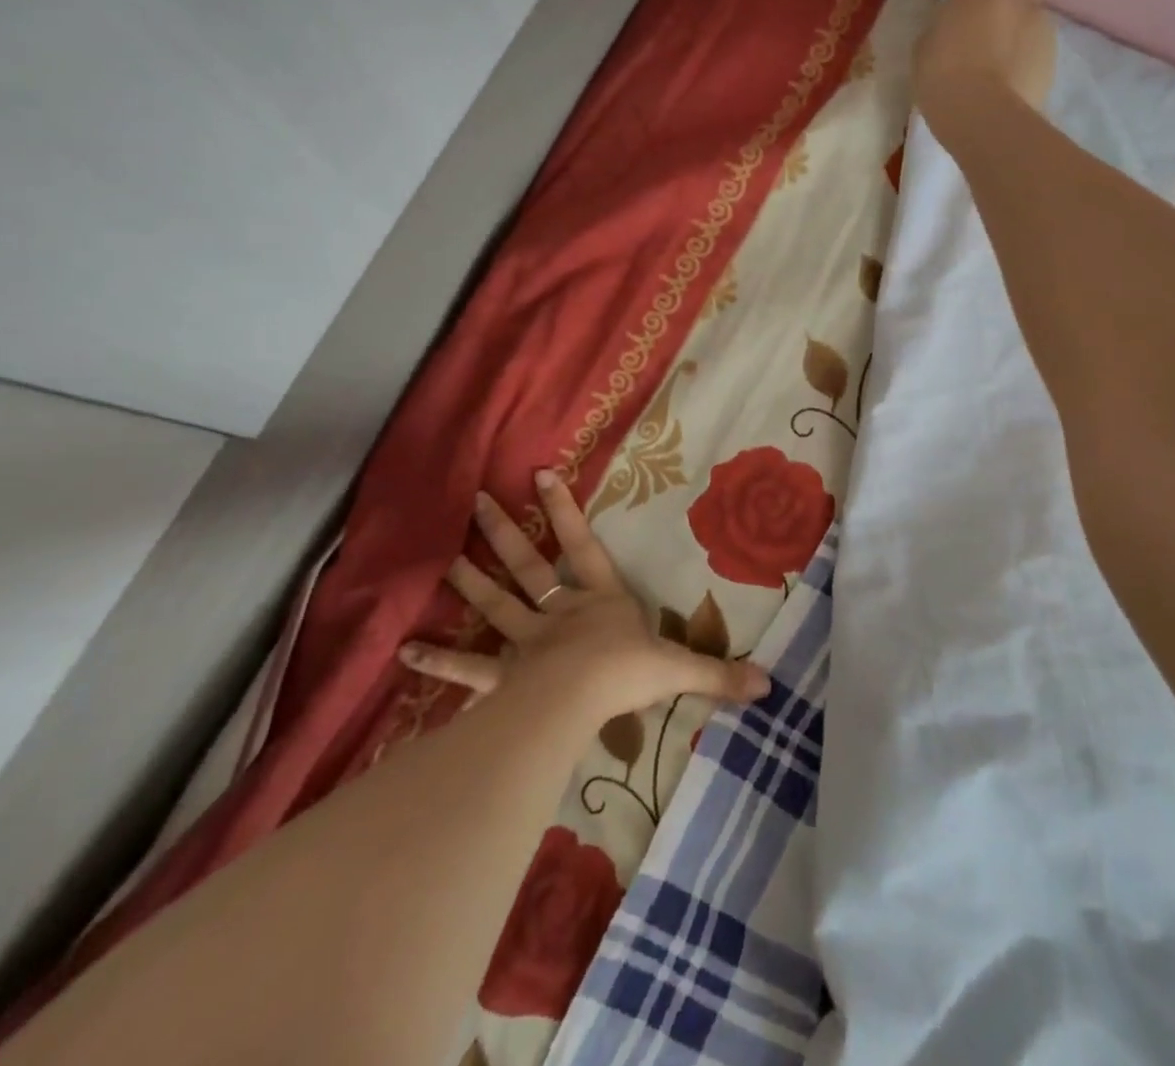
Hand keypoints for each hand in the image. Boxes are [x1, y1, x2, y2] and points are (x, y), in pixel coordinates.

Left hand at [399, 470, 769, 723]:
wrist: (582, 701)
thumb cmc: (628, 673)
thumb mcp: (679, 669)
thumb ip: (719, 674)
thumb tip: (770, 684)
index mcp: (601, 601)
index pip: (582, 545)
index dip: (563, 510)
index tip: (540, 474)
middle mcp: (561, 613)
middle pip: (530, 567)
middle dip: (505, 534)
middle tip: (477, 501)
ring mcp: (527, 643)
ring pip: (496, 605)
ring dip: (471, 582)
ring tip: (445, 558)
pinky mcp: (503, 678)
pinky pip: (466, 669)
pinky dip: (437, 660)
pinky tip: (404, 650)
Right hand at [912, 0, 1058, 116]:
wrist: (985, 119)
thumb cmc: (943, 75)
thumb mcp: (928, 43)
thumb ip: (948, 22)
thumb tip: (961, 25)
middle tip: (997, 4)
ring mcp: (1041, 28)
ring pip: (1032, 16)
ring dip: (1015, 29)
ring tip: (991, 65)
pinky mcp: (1051, 61)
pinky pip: (1035, 50)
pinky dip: (1021, 60)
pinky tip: (1002, 85)